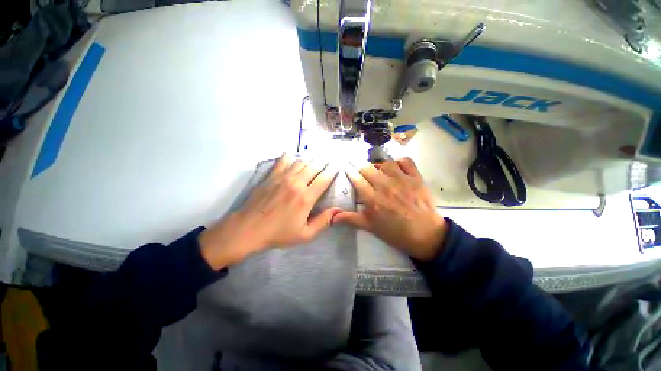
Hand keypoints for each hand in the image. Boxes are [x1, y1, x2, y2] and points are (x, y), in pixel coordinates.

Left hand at [200, 154, 340, 268]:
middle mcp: (296, 183)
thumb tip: (338, 210)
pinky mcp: (271, 177)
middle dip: (323, 163)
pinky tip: (291, 153)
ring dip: (309, 160)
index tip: (337, 166)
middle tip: (328, 160)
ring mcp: (282, 178)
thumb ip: (323, 221)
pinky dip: (288, 156)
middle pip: (313, 167)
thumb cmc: (278, 233)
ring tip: (314, 159)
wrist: (248, 229)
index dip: (332, 171)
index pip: (324, 179)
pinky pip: (282, 162)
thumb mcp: (305, 234)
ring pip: (300, 163)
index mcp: (306, 198)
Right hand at [334, 157, 447, 261]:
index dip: (350, 172)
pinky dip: (400, 161)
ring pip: (385, 163)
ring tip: (381, 172)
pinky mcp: (416, 178)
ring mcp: (402, 180)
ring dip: (380, 166)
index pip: (357, 179)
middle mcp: (385, 186)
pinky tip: (398, 167)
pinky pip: (406, 161)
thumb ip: (351, 219)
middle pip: (368, 168)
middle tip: (362, 170)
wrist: (426, 235)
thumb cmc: (395, 232)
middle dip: (361, 167)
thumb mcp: (371, 227)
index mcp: (373, 199)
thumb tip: (332, 217)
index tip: (347, 168)